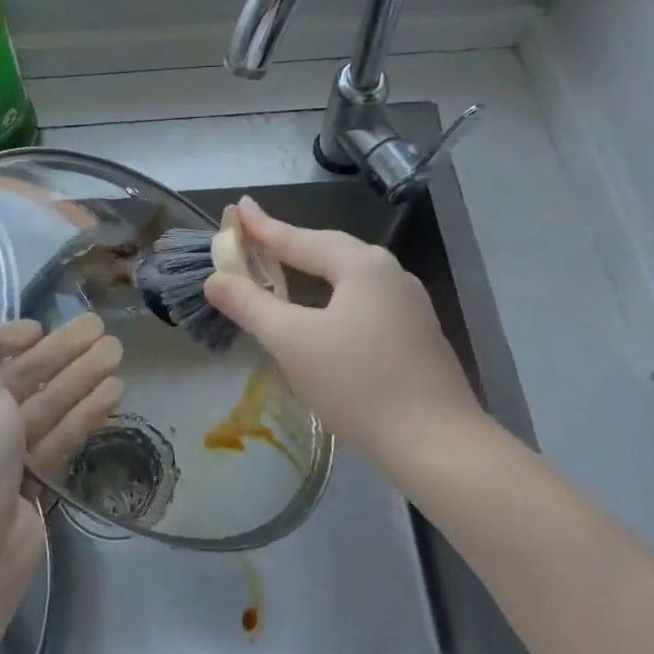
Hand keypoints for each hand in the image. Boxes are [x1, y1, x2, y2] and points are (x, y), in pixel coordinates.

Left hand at [0, 286, 122, 578]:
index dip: (0, 337)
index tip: (35, 330)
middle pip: (10, 376)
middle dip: (55, 353)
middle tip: (100, 328)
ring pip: (37, 406)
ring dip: (76, 378)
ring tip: (118, 351)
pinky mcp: (21, 483)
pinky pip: (51, 438)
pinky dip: (79, 415)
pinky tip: (114, 391)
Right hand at [203, 197, 488, 462]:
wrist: (438, 446)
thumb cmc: (358, 385)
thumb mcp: (292, 342)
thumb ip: (251, 306)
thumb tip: (215, 279)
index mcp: (363, 266)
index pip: (301, 239)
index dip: (264, 227)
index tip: (238, 207)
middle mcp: (391, 275)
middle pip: (329, 252)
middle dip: (290, 245)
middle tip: (255, 238)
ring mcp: (410, 306)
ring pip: (349, 278)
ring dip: (313, 272)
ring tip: (284, 270)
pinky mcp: (417, 336)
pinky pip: (364, 302)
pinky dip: (333, 298)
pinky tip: (323, 315)